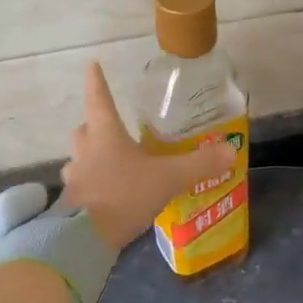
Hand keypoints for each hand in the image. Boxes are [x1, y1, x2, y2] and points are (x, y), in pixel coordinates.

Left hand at [59, 62, 235, 250]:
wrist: (85, 238)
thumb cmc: (124, 194)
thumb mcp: (167, 178)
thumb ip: (199, 164)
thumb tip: (230, 150)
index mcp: (106, 135)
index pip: (100, 99)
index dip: (97, 81)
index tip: (92, 65)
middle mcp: (86, 151)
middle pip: (85, 130)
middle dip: (95, 126)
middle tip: (109, 127)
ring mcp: (75, 178)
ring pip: (80, 159)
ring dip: (91, 157)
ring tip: (111, 164)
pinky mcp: (72, 203)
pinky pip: (82, 186)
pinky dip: (93, 186)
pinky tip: (108, 196)